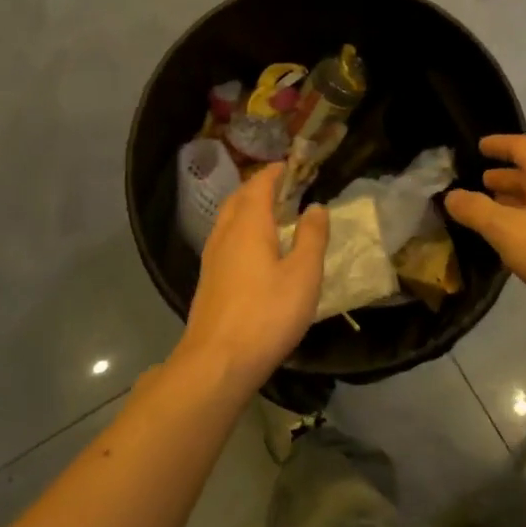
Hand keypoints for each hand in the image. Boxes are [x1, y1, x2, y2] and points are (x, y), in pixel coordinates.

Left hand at [177, 164, 328, 391]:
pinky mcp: (209, 280)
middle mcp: (225, 234)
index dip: (274, 172)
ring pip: (227, 220)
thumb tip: (316, 207)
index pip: (259, 185)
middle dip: (258, 187)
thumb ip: (312, 238)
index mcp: (249, 225)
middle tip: (281, 186)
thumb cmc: (267, 314)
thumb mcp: (303, 275)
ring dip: (246, 208)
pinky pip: (224, 239)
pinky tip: (252, 249)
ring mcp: (212, 258)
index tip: (289, 165)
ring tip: (269, 213)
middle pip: (238, 199)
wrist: (217, 361)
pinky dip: (240, 230)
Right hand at [444, 135, 525, 331]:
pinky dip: (522, 223)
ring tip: (486, 210)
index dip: (498, 145)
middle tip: (476, 182)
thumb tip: (451, 195)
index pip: (520, 147)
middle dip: (503, 176)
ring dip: (512, 201)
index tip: (478, 146)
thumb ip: (476, 210)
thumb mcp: (506, 229)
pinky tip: (508, 241)